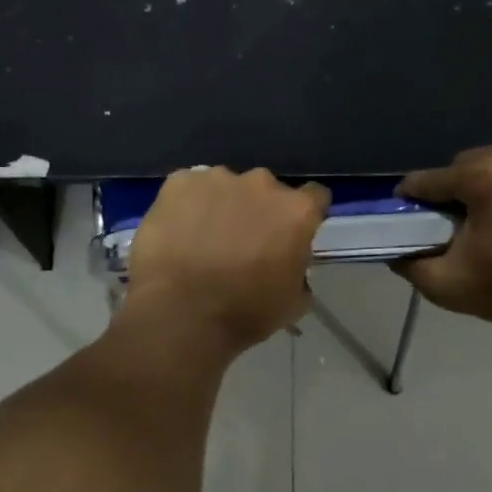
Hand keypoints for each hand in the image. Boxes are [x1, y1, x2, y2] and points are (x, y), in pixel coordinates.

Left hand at [125, 168, 330, 354]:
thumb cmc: (242, 313)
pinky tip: (176, 232)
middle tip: (241, 242)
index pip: (314, 197)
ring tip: (201, 239)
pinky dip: (186, 205)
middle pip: (266, 190)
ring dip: (221, 206)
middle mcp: (261, 183)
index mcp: (295, 211)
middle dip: (258, 211)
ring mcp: (217, 178)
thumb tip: (290, 266)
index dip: (302, 216)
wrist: (178, 312)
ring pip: (225, 187)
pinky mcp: (178, 182)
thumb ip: (298, 273)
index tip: (289, 235)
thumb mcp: (291, 304)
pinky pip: (188, 189)